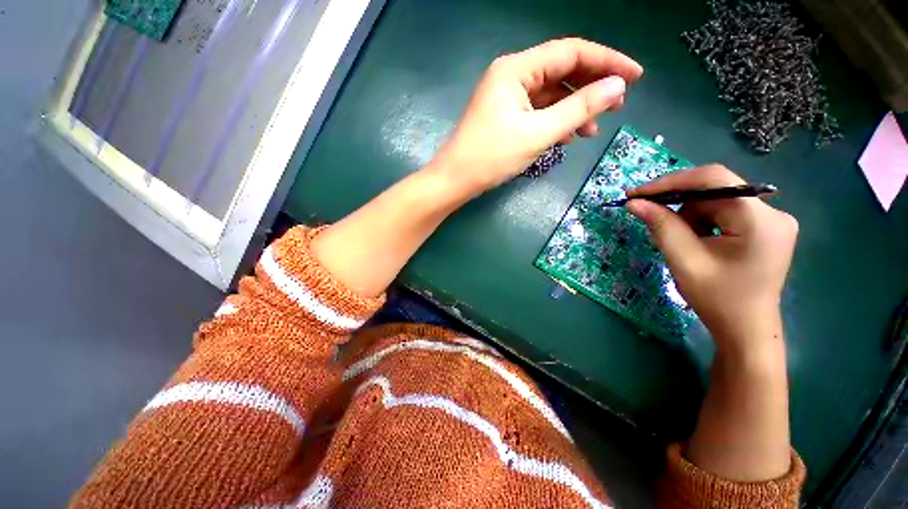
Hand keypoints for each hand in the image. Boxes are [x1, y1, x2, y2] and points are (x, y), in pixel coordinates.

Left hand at [433, 38, 642, 197]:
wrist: (456, 180)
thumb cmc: (492, 157)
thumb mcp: (538, 133)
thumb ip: (579, 108)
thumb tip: (617, 87)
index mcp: (516, 69)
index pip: (571, 52)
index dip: (607, 62)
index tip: (636, 76)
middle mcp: (511, 75)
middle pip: (560, 72)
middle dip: (590, 88)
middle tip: (616, 106)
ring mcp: (506, 97)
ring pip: (549, 95)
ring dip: (573, 110)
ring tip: (592, 130)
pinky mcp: (504, 116)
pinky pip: (536, 112)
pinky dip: (554, 121)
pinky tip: (567, 137)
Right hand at [626, 165, 798, 352]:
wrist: (745, 328)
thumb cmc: (717, 299)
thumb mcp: (684, 260)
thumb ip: (661, 226)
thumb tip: (634, 202)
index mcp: (760, 220)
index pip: (714, 179)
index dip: (672, 181)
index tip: (638, 193)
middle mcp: (772, 212)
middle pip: (714, 191)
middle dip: (678, 203)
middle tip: (649, 216)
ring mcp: (771, 220)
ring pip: (716, 201)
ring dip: (689, 216)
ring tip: (680, 242)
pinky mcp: (764, 228)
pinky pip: (723, 212)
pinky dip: (700, 222)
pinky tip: (695, 242)